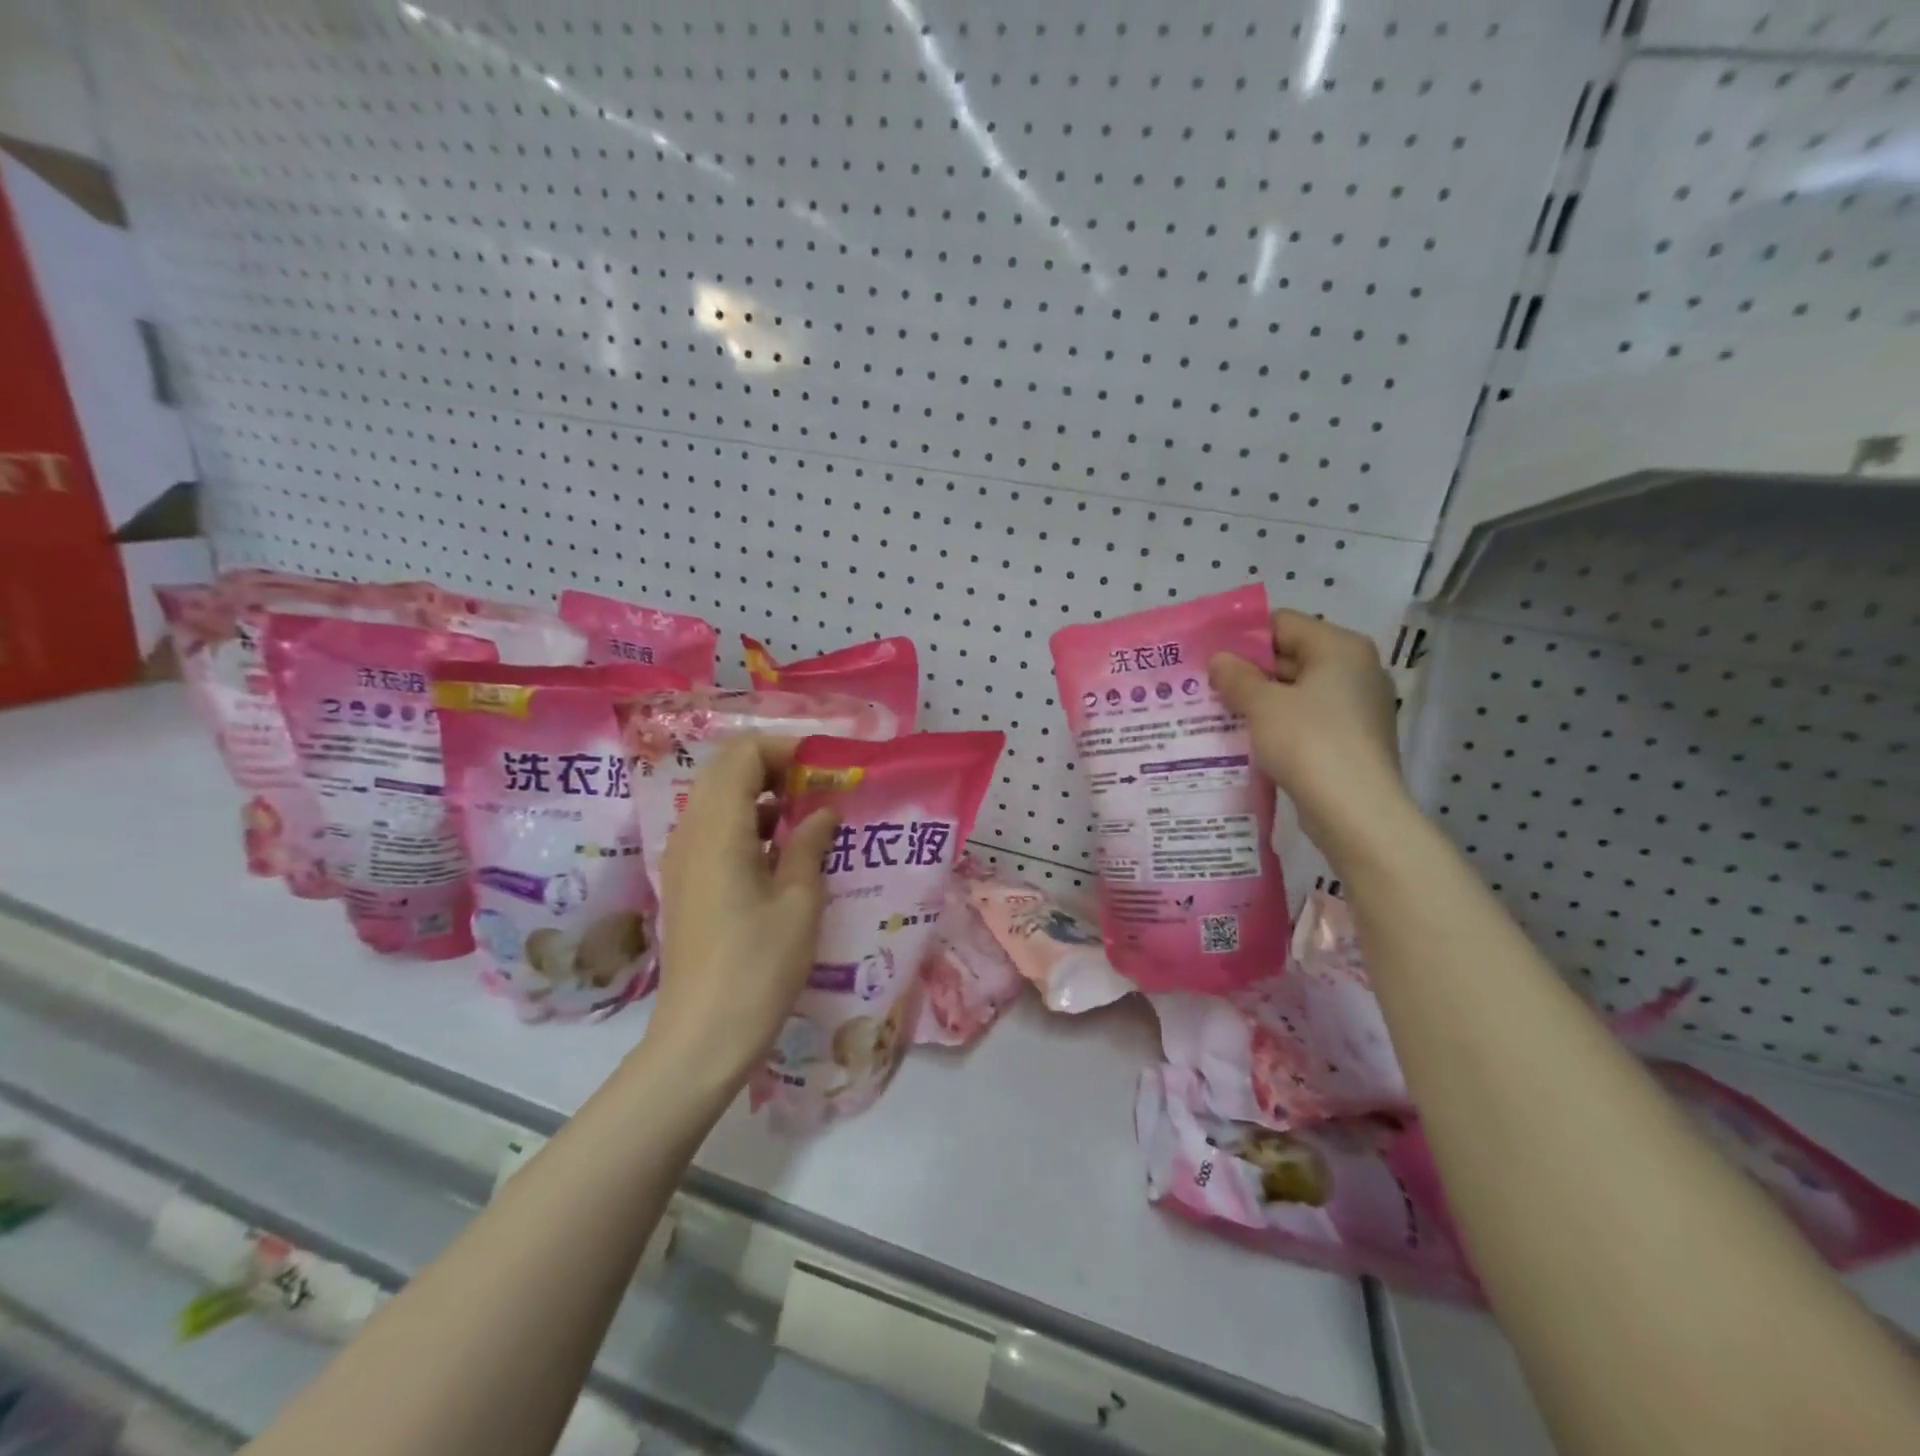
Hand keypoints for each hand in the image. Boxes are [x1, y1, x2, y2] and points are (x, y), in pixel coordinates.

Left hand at [648, 736, 839, 1085]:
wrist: (702, 1037)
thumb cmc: (758, 967)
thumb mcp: (799, 902)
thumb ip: (809, 845)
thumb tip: (824, 812)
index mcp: (718, 829)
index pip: (742, 755)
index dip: (784, 749)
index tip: (824, 768)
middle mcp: (690, 833)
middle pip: (726, 771)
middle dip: (774, 767)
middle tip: (819, 789)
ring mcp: (681, 858)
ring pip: (718, 799)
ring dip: (761, 794)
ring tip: (807, 818)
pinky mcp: (685, 882)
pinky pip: (713, 830)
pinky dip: (747, 823)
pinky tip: (781, 853)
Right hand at [1208, 610, 1411, 859]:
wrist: (1355, 811)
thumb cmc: (1308, 742)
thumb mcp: (1262, 704)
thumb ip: (1236, 676)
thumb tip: (1219, 659)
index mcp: (1340, 648)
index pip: (1283, 624)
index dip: (1243, 637)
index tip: (1209, 657)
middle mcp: (1356, 670)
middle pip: (1291, 656)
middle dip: (1249, 672)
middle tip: (1206, 686)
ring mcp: (1359, 707)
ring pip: (1297, 692)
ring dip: (1261, 701)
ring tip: (1218, 713)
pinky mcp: (1353, 740)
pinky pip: (1308, 720)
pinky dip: (1279, 725)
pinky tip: (1249, 740)